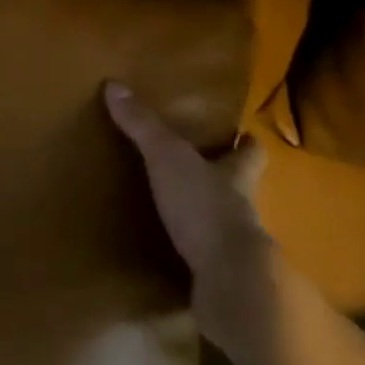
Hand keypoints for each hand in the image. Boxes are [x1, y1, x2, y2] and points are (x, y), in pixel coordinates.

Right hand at [104, 81, 277, 360]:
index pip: (251, 152)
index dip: (246, 142)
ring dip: (203, 216)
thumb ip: (144, 126)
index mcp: (237, 175)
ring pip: (221, 222)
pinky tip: (167, 251)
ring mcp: (233, 245)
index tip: (241, 133)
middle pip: (239, 187)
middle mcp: (241, 208)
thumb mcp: (168, 158)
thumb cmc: (205, 207)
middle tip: (197, 168)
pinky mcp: (218, 276)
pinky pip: (203, 258)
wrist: (228, 279)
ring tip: (173, 209)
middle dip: (223, 178)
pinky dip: (189, 252)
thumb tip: (114, 84)